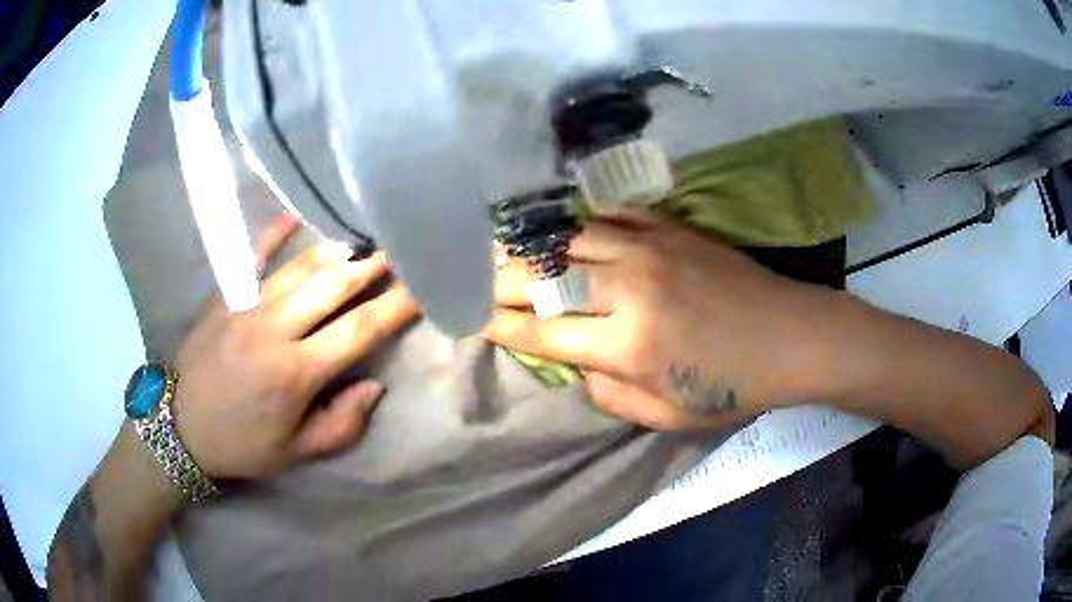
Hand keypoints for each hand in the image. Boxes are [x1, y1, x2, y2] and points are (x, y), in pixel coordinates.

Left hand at [171, 214, 418, 478]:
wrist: (179, 426)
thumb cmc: (241, 444)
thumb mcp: (295, 453)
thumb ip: (340, 425)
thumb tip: (374, 386)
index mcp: (297, 373)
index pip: (358, 331)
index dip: (395, 308)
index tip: (422, 288)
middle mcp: (276, 330)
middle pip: (333, 287)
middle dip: (371, 266)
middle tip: (398, 248)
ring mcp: (247, 307)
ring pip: (300, 268)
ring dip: (336, 250)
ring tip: (363, 236)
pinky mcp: (225, 297)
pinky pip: (252, 257)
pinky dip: (274, 234)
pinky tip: (294, 214)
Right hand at [486, 210, 822, 430]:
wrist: (791, 336)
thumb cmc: (733, 386)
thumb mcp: (666, 416)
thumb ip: (608, 393)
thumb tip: (575, 362)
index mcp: (627, 345)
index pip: (541, 329)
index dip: (498, 324)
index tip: (470, 317)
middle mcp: (629, 289)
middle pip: (544, 276)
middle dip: (498, 278)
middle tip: (470, 277)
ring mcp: (650, 250)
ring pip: (570, 238)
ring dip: (531, 245)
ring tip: (502, 247)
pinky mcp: (671, 229)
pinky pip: (611, 215)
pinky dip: (580, 221)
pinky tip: (562, 224)